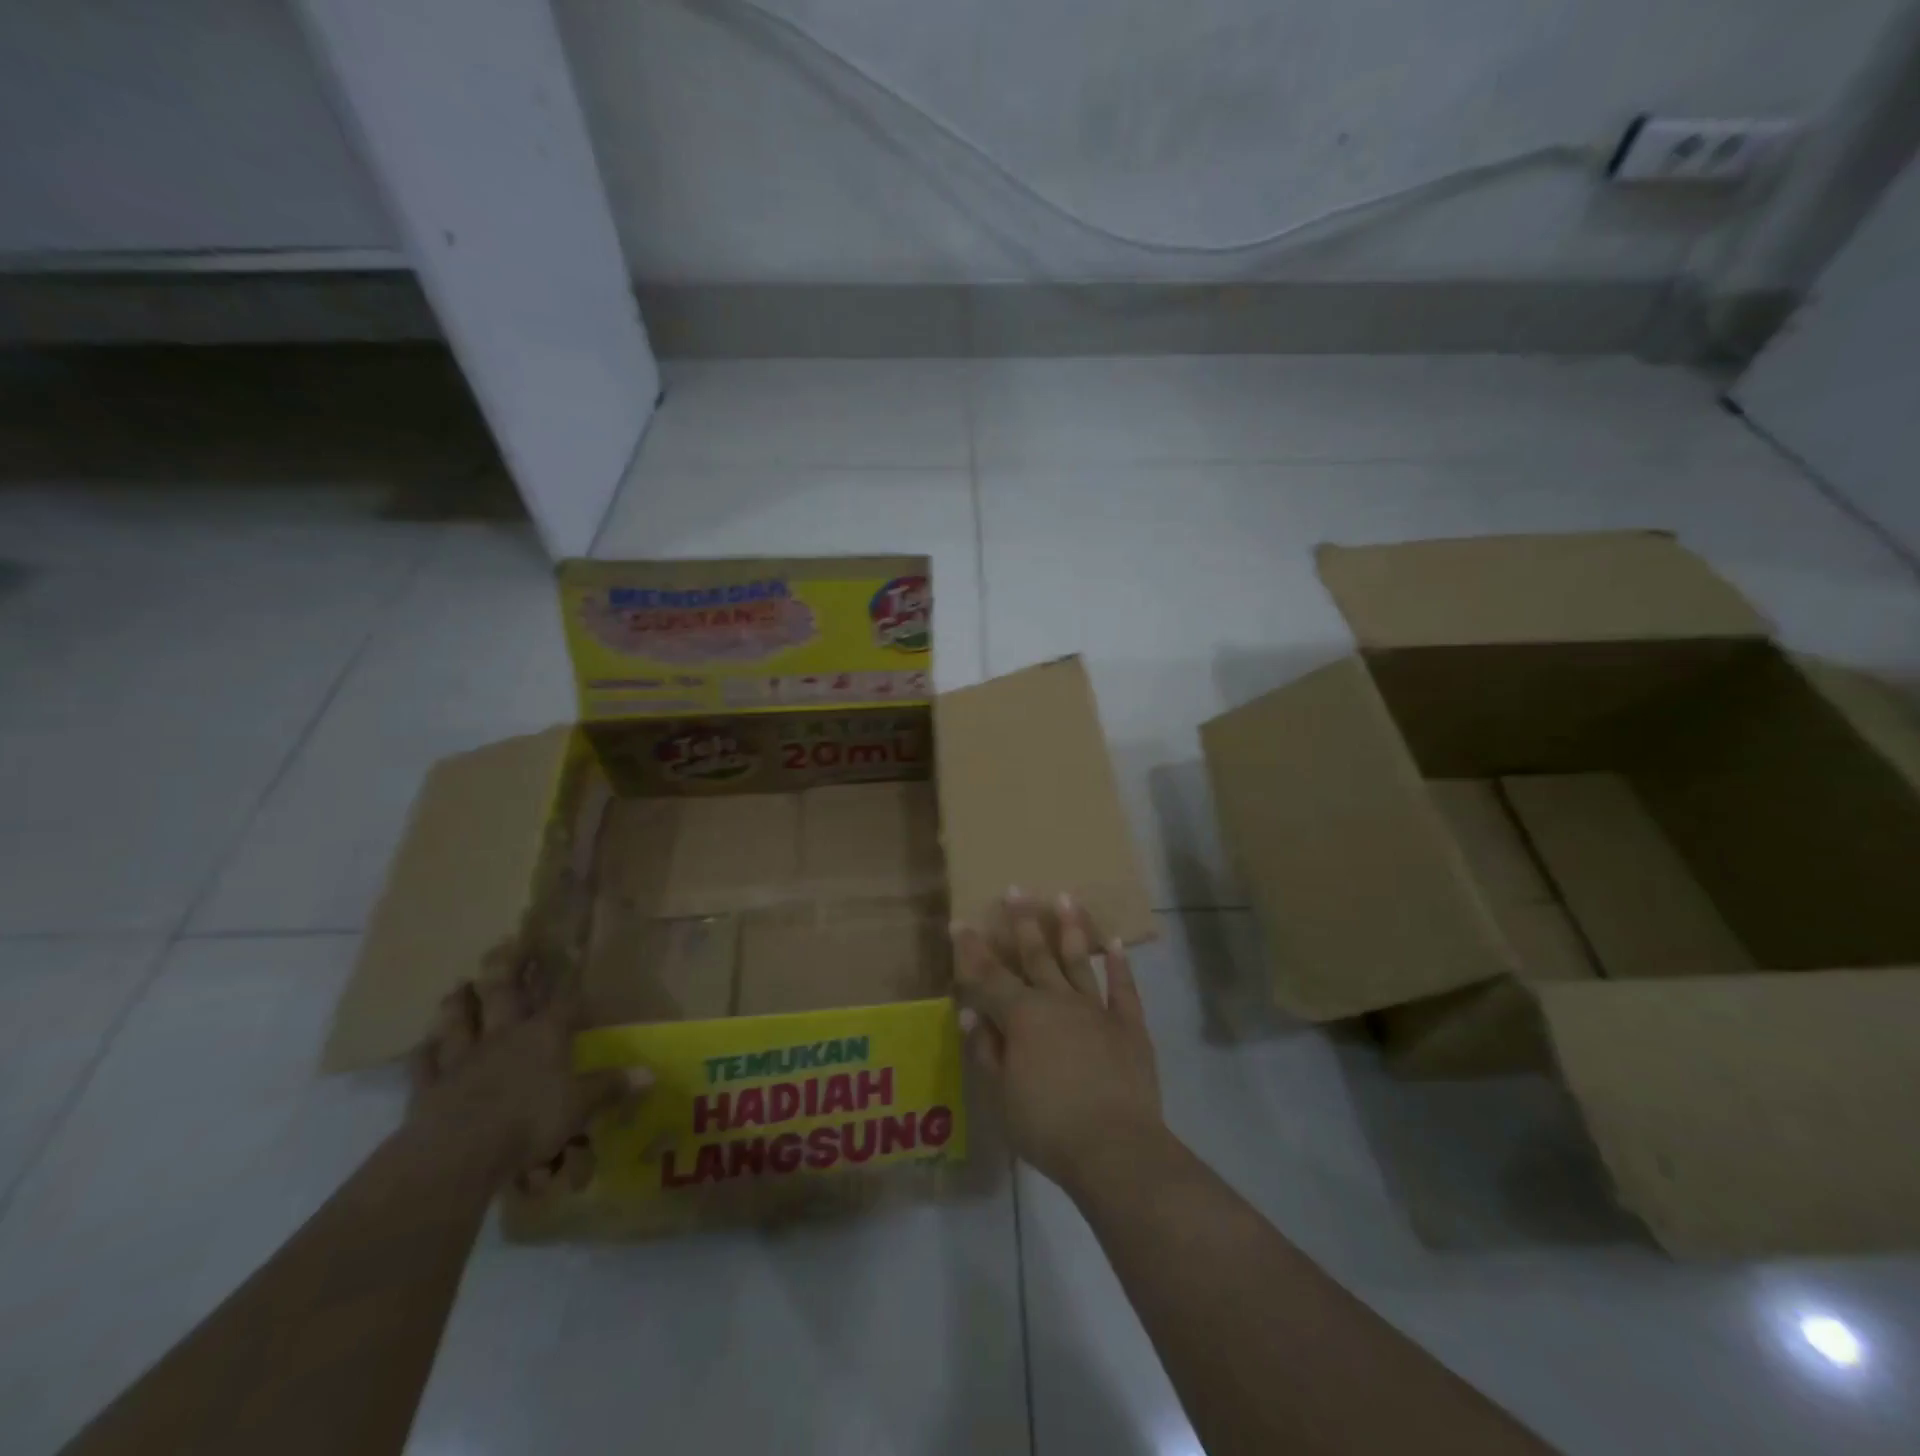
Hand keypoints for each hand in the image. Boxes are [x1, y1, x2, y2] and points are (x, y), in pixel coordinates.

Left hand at [411, 954, 648, 1194]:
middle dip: (507, 968)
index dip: (567, 977)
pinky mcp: (429, 1087)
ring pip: (459, 1021)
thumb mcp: (580, 1106)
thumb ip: (610, 1087)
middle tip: (505, 944)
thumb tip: (651, 1074)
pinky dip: (424, 1052)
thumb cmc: (529, 1121)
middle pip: (503, 994)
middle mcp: (504, 1036)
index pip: (562, 1000)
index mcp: (544, 1035)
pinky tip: (423, 1044)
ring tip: (459, 984)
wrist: (457, 1152)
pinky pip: (425, 1064)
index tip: (570, 953)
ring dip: (459, 1002)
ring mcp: (462, 1059)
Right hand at [951, 891, 1163, 1199]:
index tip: (960, 923)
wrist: (1114, 1148)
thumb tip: (969, 1014)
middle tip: (1016, 889)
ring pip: (1079, 961)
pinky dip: (1119, 964)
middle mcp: (1057, 1001)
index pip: (988, 976)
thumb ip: (986, 1050)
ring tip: (1065, 897)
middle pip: (1036, 955)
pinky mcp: (1129, 1025)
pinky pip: (1124, 988)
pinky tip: (1115, 942)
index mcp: (1022, 1016)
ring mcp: (1096, 1010)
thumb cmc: (1047, 1125)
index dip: (971, 951)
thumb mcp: (1001, 1094)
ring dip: (1070, 929)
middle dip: (1023, 922)